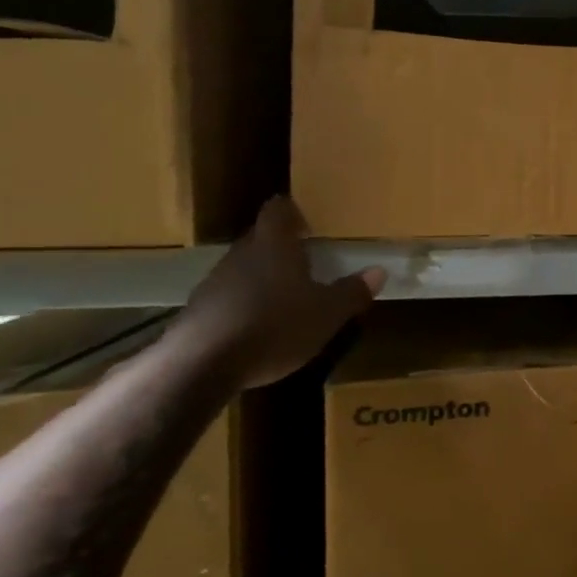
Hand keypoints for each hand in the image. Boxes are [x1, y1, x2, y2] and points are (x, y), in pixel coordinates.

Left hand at [170, 197, 385, 387]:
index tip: (310, 222)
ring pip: (245, 268)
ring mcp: (215, 282)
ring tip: (287, 297)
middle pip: (262, 238)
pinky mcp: (198, 311)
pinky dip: (245, 304)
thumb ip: (352, 291)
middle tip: (308, 260)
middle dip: (283, 247)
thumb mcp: (327, 313)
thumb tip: (378, 271)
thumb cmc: (275, 326)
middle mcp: (241, 254)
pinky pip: (229, 297)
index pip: (279, 209)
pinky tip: (260, 327)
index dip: (294, 211)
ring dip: (264, 277)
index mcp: (274, 244)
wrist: (201, 366)